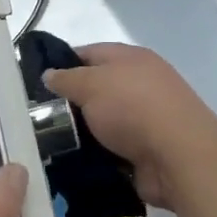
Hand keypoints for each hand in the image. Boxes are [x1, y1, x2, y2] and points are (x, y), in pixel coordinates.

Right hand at [42, 43, 216, 209]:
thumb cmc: (133, 108)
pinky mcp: (147, 149)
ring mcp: (146, 118)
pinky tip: (72, 163)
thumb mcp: (91, 84)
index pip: (88, 53)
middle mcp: (140, 83)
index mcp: (130, 58)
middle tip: (39, 117)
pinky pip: (112, 148)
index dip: (62, 63)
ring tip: (49, 143)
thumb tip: (49, 74)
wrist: (179, 157)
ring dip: (82, 132)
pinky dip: (96, 155)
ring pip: (102, 121)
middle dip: (70, 102)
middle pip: (96, 88)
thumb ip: (67, 78)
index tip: (37, 82)